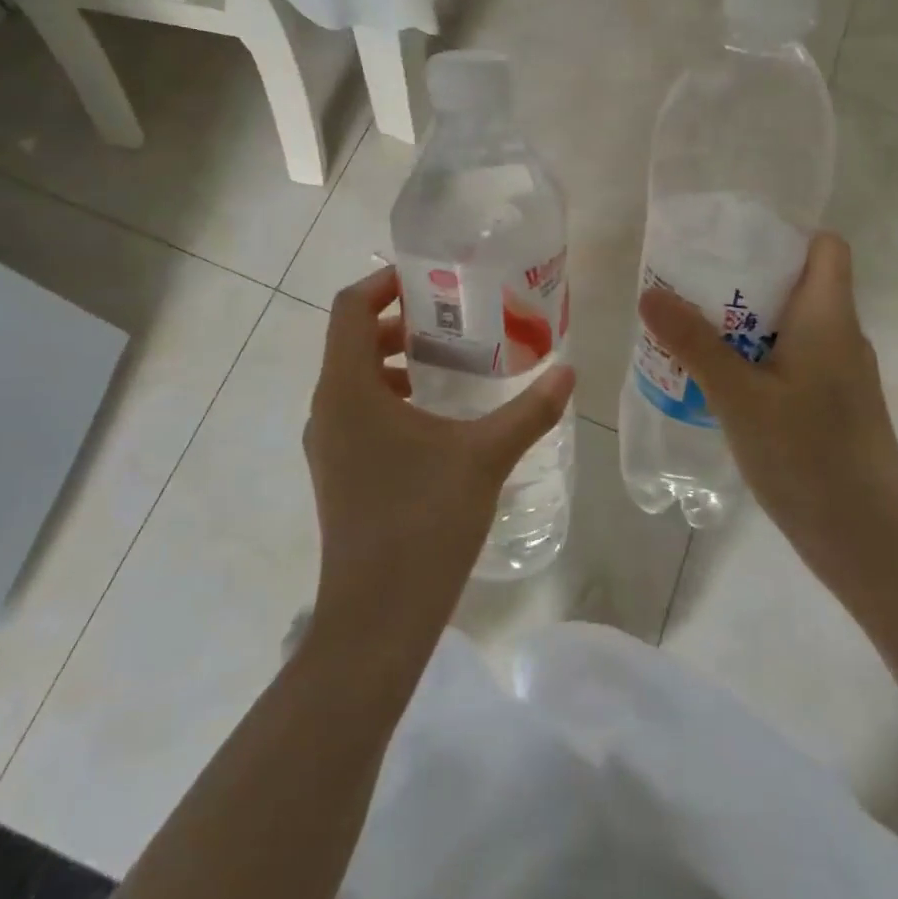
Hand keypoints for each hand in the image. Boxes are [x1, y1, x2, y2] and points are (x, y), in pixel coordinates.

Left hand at [302, 267, 574, 656]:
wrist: (376, 620)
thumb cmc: (424, 523)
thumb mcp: (485, 457)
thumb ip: (530, 411)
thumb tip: (569, 374)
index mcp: (349, 389)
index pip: (349, 308)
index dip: (383, 283)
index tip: (428, 278)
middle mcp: (328, 408)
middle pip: (352, 340)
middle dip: (399, 321)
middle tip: (453, 317)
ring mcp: (328, 444)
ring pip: (355, 378)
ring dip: (396, 360)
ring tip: (451, 362)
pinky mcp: (338, 472)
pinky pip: (358, 412)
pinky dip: (391, 396)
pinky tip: (438, 418)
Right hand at [638, 232, 897, 599]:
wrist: (872, 546)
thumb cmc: (809, 458)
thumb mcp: (739, 397)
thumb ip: (695, 344)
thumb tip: (650, 293)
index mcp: (829, 317)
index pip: (826, 247)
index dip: (784, 235)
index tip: (730, 243)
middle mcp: (841, 337)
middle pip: (798, 283)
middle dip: (744, 279)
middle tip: (688, 286)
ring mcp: (840, 376)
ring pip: (791, 327)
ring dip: (744, 322)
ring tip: (690, 329)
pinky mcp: (832, 408)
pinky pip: (791, 362)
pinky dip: (756, 358)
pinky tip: (718, 382)